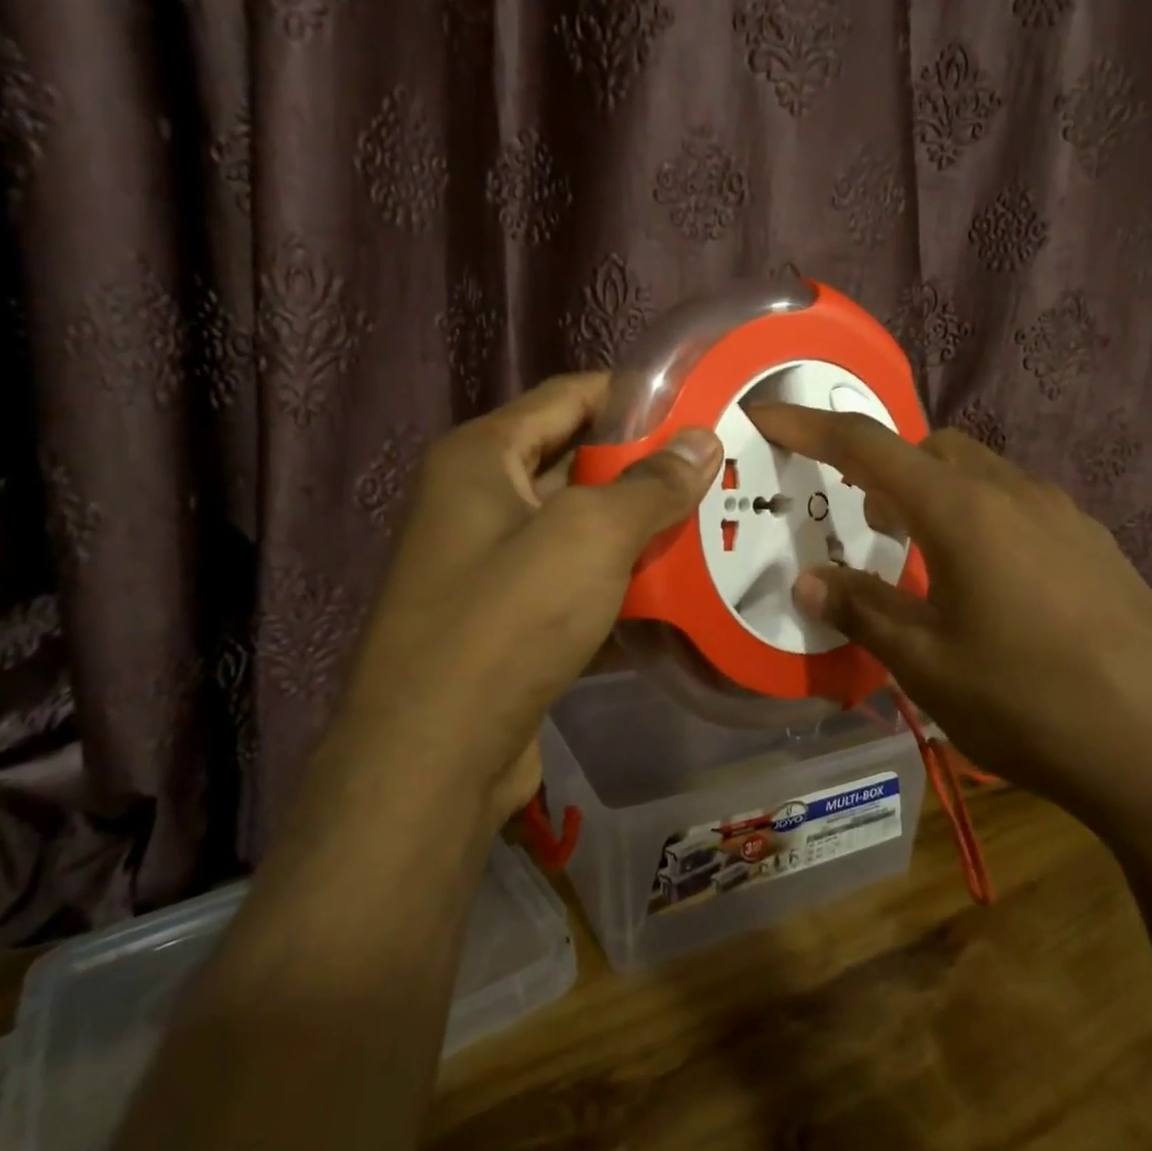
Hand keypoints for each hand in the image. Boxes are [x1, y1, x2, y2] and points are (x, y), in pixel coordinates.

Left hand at [335, 374, 722, 831]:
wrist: (434, 757)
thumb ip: (651, 484)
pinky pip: (573, 581)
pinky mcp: (507, 619)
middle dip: (645, 467)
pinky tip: (675, 592)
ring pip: (579, 527)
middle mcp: (477, 500)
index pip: (568, 396)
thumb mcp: (590, 536)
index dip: (633, 394)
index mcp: (481, 457)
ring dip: (638, 529)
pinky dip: (618, 582)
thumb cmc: (508, 619)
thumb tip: (703, 440)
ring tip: (711, 524)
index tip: (699, 404)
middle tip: (717, 471)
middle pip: (575, 461)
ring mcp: (489, 564)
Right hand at [746, 405, 1151, 836]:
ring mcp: (1065, 517)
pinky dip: (979, 518)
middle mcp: (1014, 493)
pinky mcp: (1097, 547)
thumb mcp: (925, 664)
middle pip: (931, 448)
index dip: (809, 425)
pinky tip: (987, 584)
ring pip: (979, 475)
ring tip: (917, 553)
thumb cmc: (1028, 701)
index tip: (766, 414)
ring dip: (933, 494)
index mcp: (962, 510)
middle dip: (883, 466)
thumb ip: (861, 610)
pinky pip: (1019, 507)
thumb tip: (809, 580)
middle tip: (861, 518)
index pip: (868, 446)